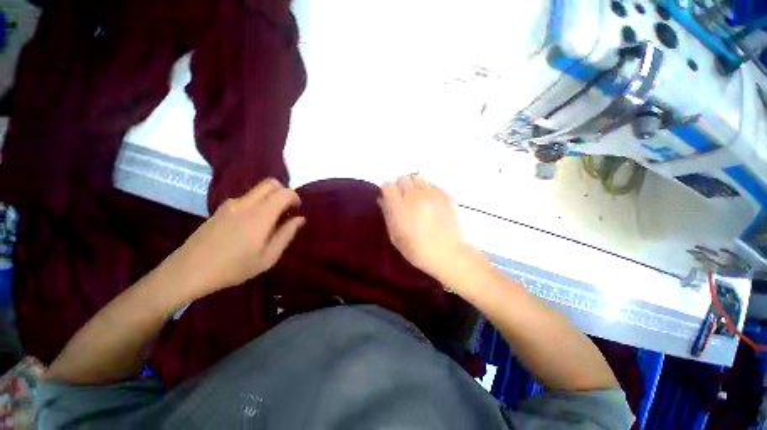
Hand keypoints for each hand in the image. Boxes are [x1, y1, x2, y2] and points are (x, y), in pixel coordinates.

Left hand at [169, 178, 304, 299]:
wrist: (188, 271)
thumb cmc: (234, 267)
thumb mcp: (268, 257)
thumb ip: (286, 234)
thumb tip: (300, 219)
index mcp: (260, 215)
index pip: (284, 192)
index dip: (295, 198)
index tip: (296, 211)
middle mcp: (245, 203)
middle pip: (270, 183)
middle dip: (283, 192)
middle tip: (285, 211)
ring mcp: (230, 205)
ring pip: (257, 189)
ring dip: (269, 198)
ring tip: (269, 220)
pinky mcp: (220, 209)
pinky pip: (245, 198)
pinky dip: (256, 203)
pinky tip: (251, 224)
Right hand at [379, 175, 473, 280]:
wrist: (447, 254)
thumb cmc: (417, 250)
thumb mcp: (395, 237)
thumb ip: (388, 215)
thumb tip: (382, 199)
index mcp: (401, 207)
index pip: (388, 185)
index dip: (386, 191)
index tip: (388, 198)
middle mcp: (416, 196)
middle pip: (403, 178)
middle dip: (399, 186)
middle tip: (402, 198)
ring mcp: (432, 194)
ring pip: (418, 177)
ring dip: (413, 185)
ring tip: (416, 197)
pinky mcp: (445, 196)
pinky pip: (432, 185)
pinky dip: (428, 189)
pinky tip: (430, 202)